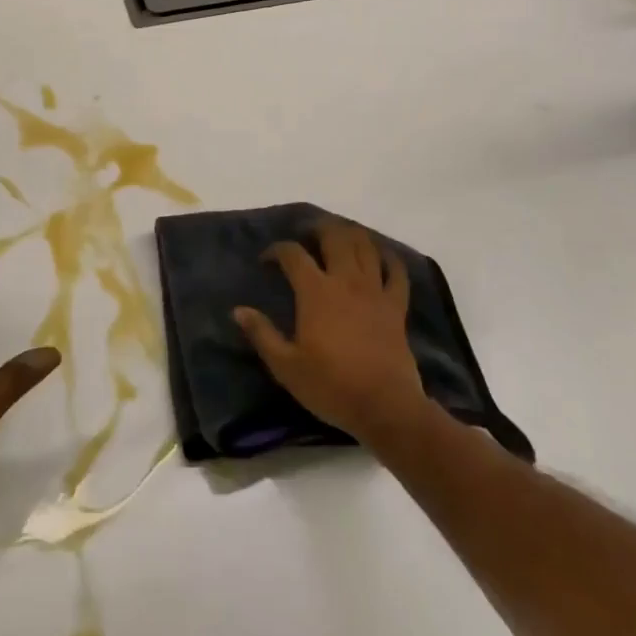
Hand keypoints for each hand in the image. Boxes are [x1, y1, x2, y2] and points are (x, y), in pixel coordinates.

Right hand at [233, 221, 429, 447]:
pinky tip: (382, 255)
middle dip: (318, 228)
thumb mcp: (286, 366)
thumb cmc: (331, 386)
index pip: (293, 255)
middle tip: (307, 233)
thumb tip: (238, 310)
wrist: (385, 407)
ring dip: (351, 234)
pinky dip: (389, 258)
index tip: (266, 260)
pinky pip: (397, 272)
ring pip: (366, 246)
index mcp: (315, 292)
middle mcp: (345, 281)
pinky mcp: (396, 306)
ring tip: (340, 236)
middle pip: (335, 237)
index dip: (277, 250)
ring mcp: (375, 291)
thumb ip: (262, 334)